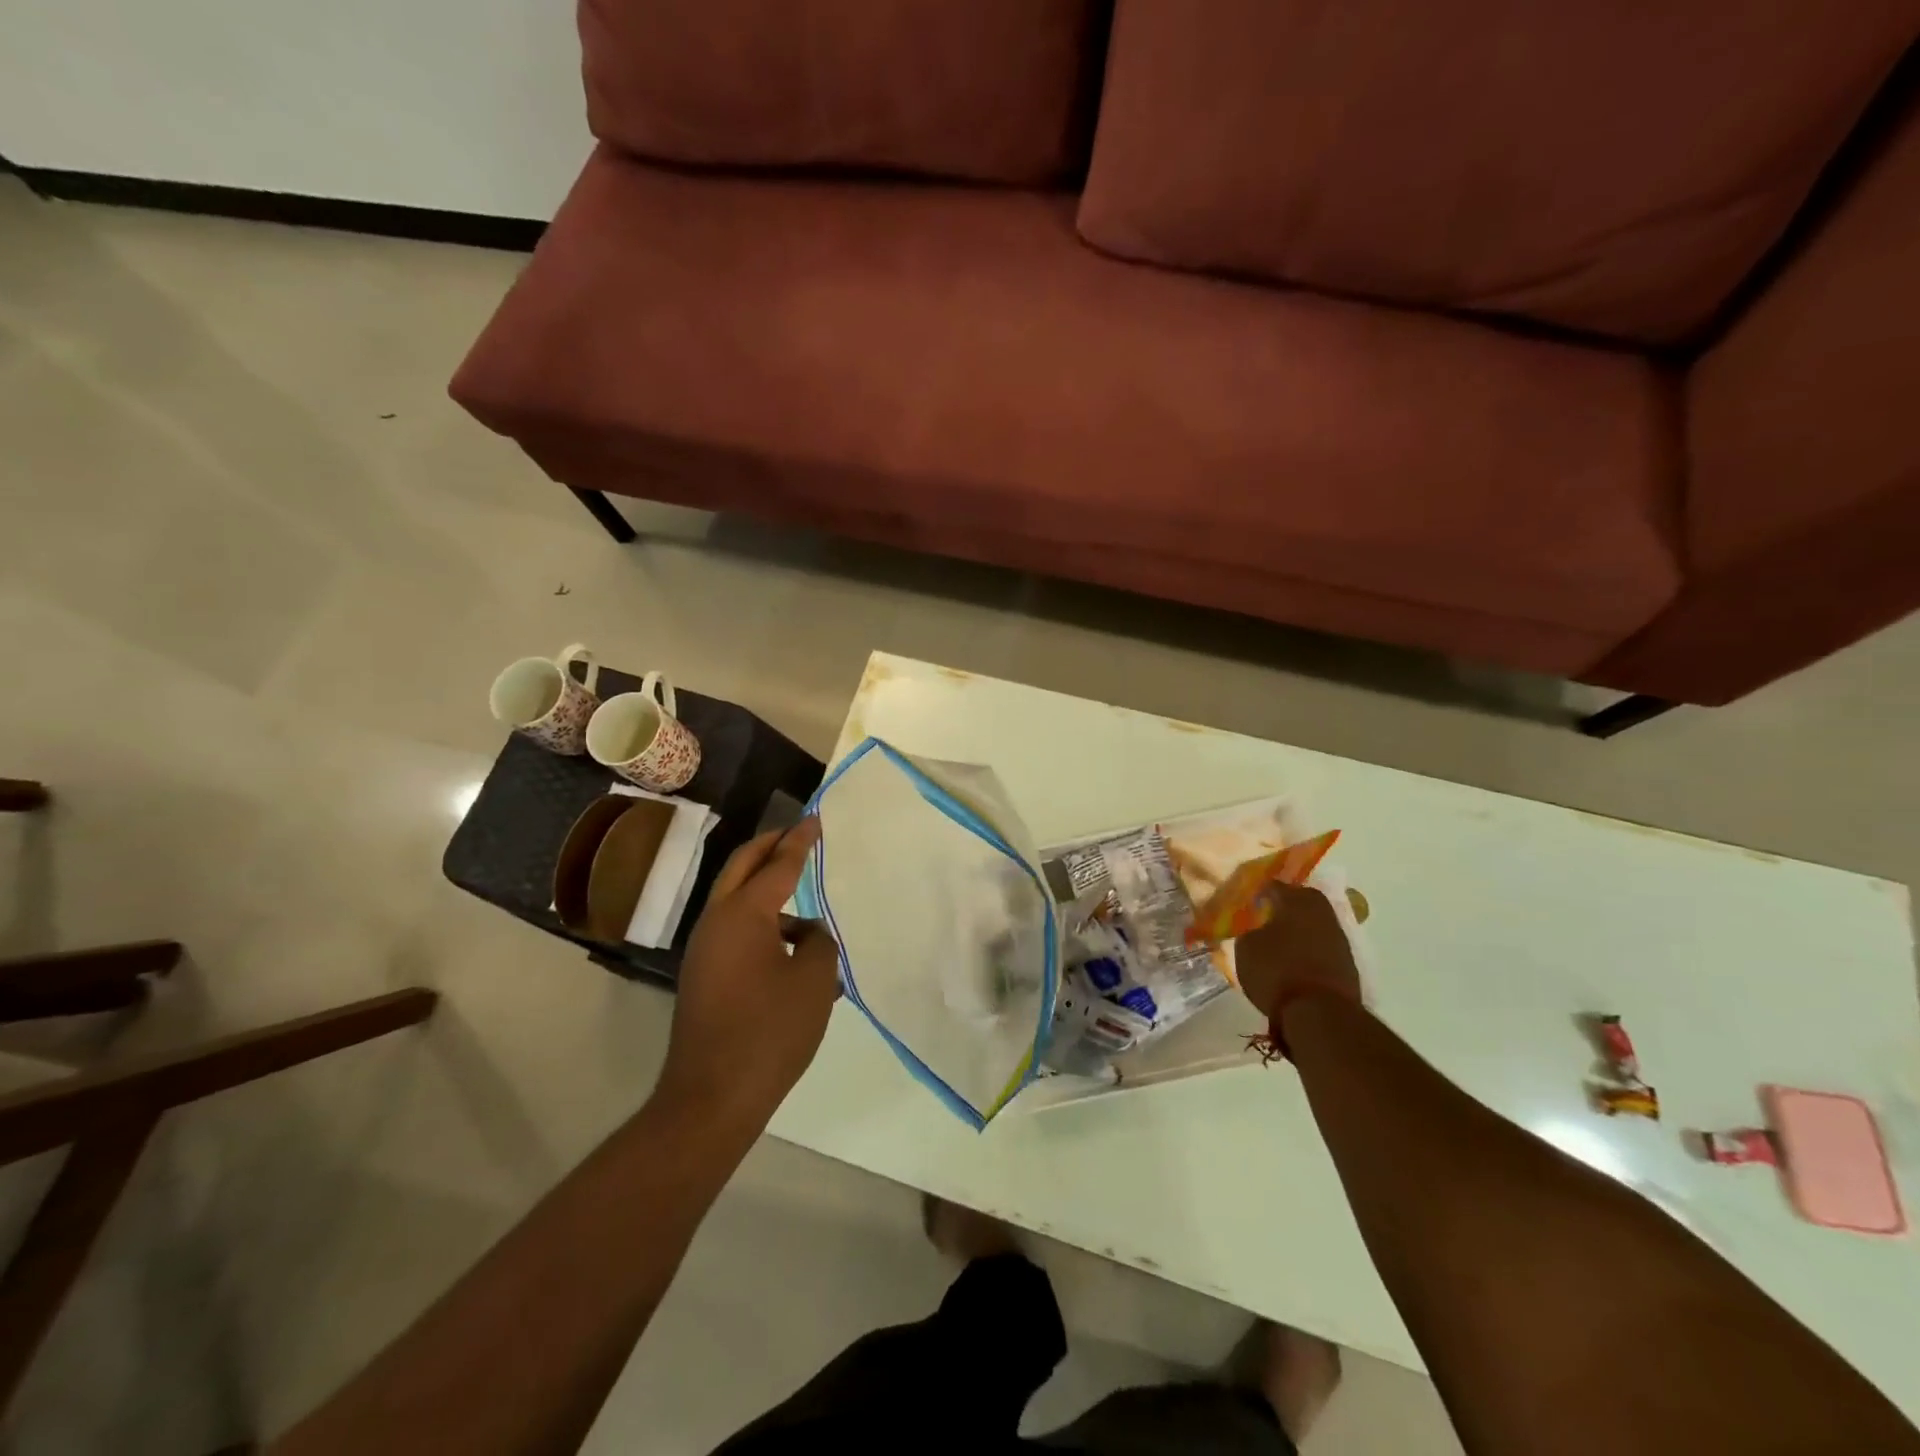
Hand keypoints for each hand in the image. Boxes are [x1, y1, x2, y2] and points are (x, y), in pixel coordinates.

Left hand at [655, 818, 839, 1128]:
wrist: (712, 1098)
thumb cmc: (769, 1031)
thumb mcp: (814, 981)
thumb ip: (819, 943)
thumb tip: (808, 933)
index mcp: (743, 914)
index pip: (778, 864)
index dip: (800, 841)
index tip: (815, 819)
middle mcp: (716, 922)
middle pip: (742, 868)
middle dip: (769, 846)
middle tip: (796, 833)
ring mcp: (705, 951)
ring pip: (736, 902)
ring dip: (766, 890)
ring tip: (804, 903)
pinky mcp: (703, 977)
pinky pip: (736, 933)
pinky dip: (762, 926)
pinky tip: (793, 953)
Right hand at [1233, 882, 1360, 1021]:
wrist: (1320, 1013)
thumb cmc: (1276, 971)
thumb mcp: (1246, 948)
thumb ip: (1249, 931)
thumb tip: (1255, 928)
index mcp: (1296, 901)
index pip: (1276, 885)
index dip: (1261, 890)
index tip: (1250, 898)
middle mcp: (1322, 913)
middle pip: (1303, 900)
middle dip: (1287, 904)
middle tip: (1269, 913)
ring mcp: (1339, 939)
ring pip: (1316, 923)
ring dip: (1301, 928)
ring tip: (1282, 939)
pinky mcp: (1348, 965)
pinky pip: (1324, 946)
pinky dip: (1311, 949)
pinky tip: (1297, 960)